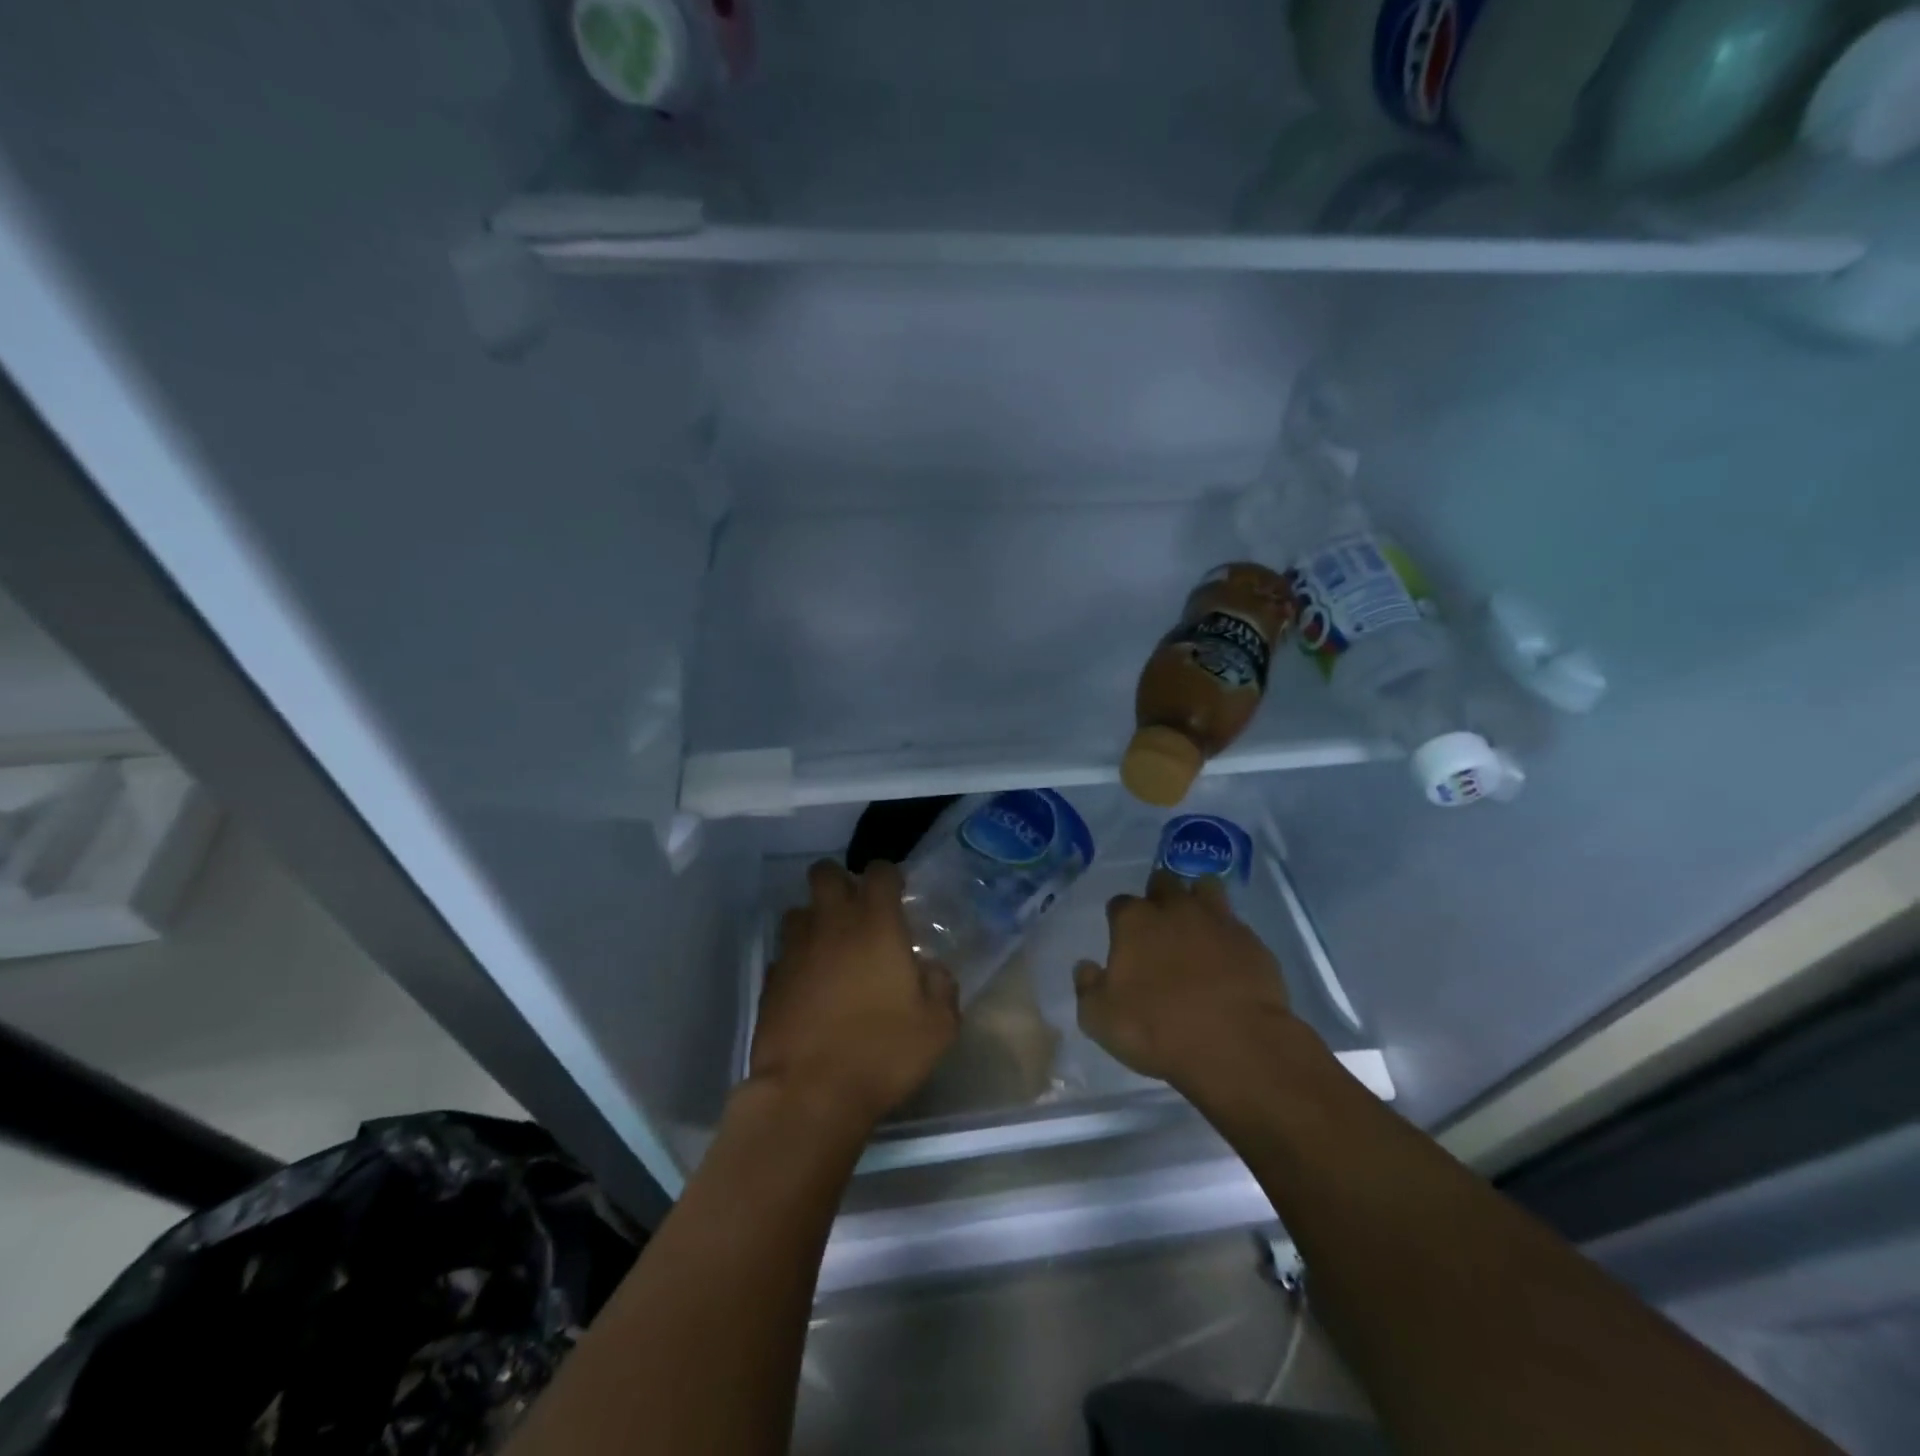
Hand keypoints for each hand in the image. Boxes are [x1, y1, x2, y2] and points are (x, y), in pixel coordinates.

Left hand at [750, 860, 960, 1131]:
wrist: (809, 1094)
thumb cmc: (882, 1052)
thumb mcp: (937, 1027)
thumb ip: (942, 987)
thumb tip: (932, 970)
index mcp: (876, 925)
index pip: (879, 872)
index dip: (889, 876)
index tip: (897, 894)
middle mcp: (832, 925)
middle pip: (825, 874)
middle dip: (840, 881)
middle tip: (857, 910)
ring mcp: (795, 951)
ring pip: (798, 911)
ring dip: (815, 920)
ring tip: (831, 947)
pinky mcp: (770, 980)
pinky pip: (784, 954)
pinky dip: (797, 960)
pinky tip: (810, 987)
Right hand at [1074, 869, 1301, 1094]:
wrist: (1235, 1044)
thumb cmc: (1157, 1028)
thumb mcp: (1100, 1018)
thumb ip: (1088, 986)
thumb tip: (1086, 967)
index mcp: (1134, 921)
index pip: (1120, 903)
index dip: (1120, 919)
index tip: (1123, 939)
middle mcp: (1175, 909)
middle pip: (1163, 883)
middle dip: (1159, 896)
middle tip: (1159, 925)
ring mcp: (1218, 920)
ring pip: (1205, 888)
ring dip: (1198, 899)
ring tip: (1196, 926)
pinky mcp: (1252, 941)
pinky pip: (1236, 925)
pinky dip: (1228, 936)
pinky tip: (1228, 958)